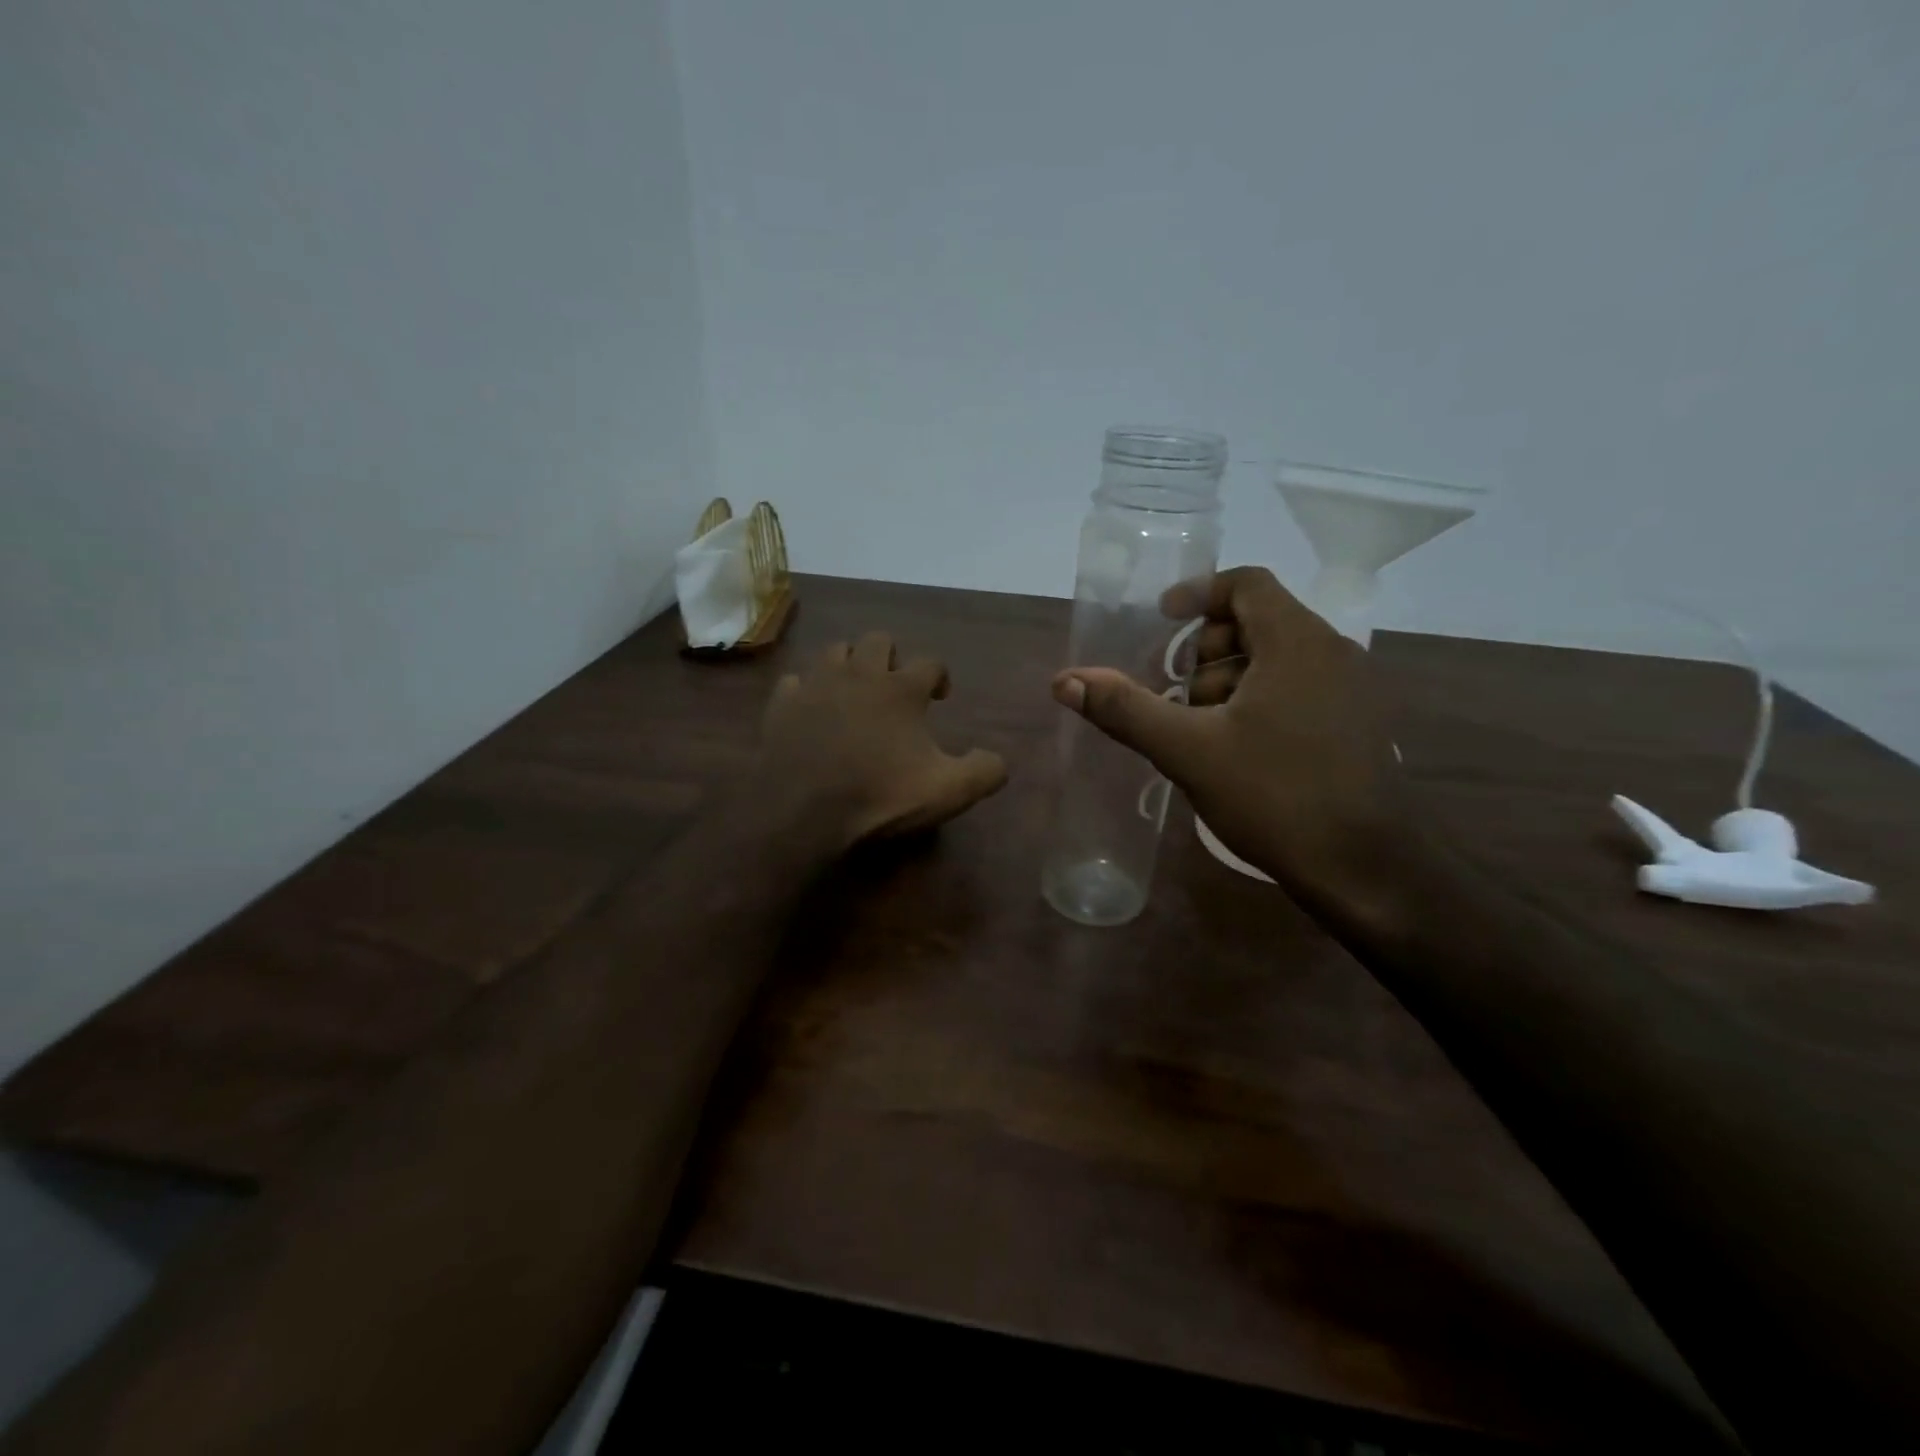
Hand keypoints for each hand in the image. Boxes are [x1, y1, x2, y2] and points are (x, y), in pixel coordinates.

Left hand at [755, 631, 1008, 852]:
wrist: (803, 814)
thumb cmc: (880, 798)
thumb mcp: (948, 792)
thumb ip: (984, 771)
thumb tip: (997, 759)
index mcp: (901, 689)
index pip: (930, 663)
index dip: (940, 676)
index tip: (940, 697)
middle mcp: (859, 673)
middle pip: (878, 640)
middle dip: (891, 658)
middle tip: (895, 689)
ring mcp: (816, 684)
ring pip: (835, 650)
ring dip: (849, 664)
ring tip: (855, 692)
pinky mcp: (783, 703)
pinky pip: (796, 681)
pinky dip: (808, 690)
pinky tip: (813, 710)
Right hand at [1051, 566, 1409, 902]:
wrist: (1363, 869)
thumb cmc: (1275, 796)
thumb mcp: (1188, 751)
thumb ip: (1125, 709)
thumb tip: (1065, 680)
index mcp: (1297, 642)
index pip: (1247, 583)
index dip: (1197, 594)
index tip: (1160, 622)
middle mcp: (1333, 652)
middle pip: (1258, 620)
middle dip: (1206, 649)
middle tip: (1175, 692)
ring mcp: (1352, 690)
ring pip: (1277, 658)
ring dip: (1229, 678)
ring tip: (1199, 728)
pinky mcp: (1356, 725)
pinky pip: (1298, 687)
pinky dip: (1258, 699)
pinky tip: (1235, 748)